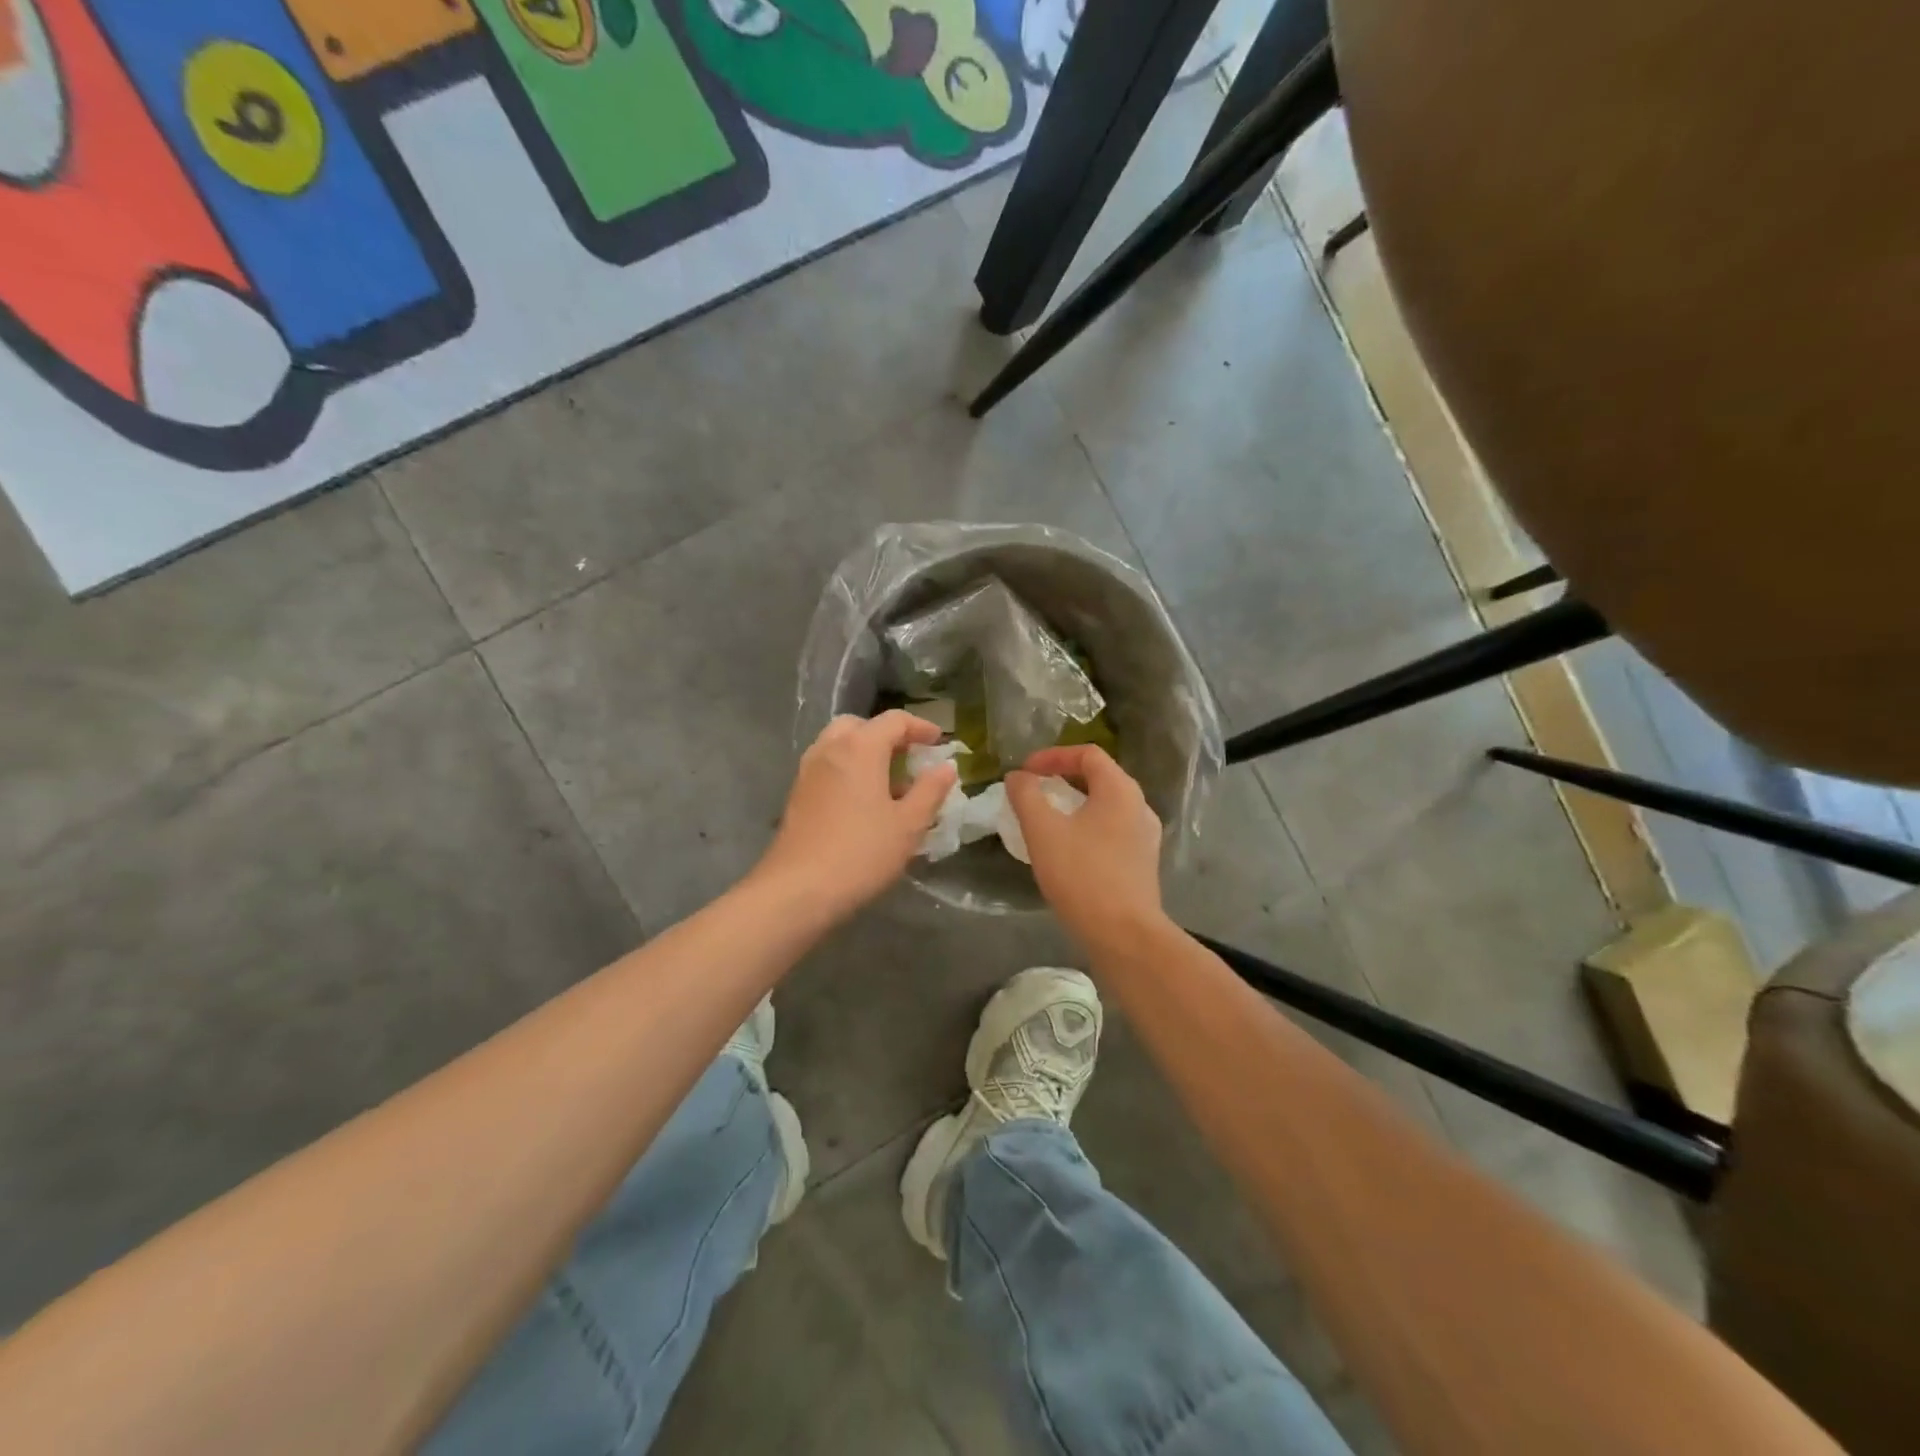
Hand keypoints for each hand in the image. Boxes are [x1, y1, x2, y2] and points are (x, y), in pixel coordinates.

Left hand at [754, 711, 957, 921]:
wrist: (798, 889)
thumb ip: (931, 790)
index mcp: (860, 747)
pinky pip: (827, 766)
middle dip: (887, 735)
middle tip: (909, 757)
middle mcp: (830, 749)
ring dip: (865, 752)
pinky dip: (848, 769)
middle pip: (860, 726)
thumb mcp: (909, 824)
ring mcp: (808, 771)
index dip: (920, 727)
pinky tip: (863, 803)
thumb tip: (946, 766)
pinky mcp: (797, 794)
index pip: (894, 720)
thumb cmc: (862, 853)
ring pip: (839, 745)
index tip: (939, 742)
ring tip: (889, 782)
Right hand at [1007, 745, 1166, 949]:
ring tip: (1046, 821)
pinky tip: (1067, 850)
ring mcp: (1145, 836)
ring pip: (1105, 807)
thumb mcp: (1043, 831)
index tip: (1025, 772)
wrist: (1124, 935)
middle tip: (1033, 792)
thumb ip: (1026, 796)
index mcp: (1120, 790)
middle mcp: (1139, 806)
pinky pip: (1111, 831)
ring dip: (1074, 805)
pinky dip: (1086, 828)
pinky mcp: (1142, 863)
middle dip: (1062, 779)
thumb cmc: (1082, 875)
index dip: (1053, 756)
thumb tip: (1018, 777)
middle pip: (1099, 778)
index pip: (1087, 753)